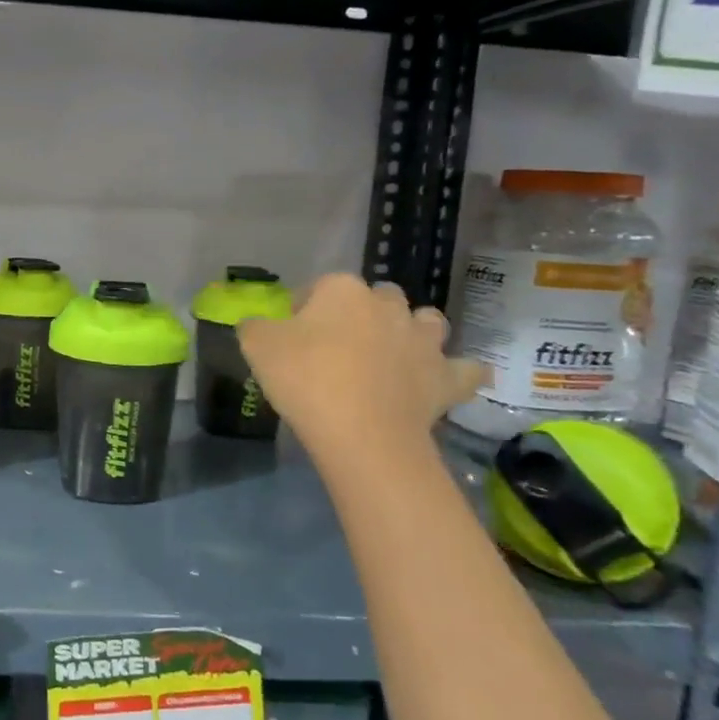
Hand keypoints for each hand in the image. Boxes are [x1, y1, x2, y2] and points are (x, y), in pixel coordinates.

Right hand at [238, 274, 483, 454]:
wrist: (360, 432)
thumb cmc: (305, 379)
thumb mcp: (257, 347)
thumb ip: (254, 327)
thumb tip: (256, 324)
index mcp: (341, 290)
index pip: (318, 287)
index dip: (303, 308)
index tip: (292, 335)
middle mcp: (387, 305)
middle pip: (378, 297)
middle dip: (363, 313)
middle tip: (341, 345)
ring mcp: (423, 340)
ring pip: (426, 321)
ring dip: (414, 331)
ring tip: (394, 354)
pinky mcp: (446, 377)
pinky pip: (465, 369)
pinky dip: (458, 372)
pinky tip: (447, 379)